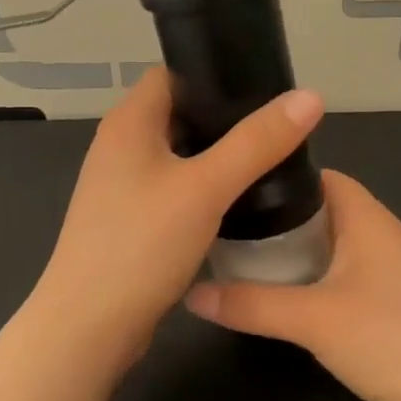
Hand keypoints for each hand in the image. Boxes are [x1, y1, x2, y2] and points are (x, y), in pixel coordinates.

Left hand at [29, 67, 324, 362]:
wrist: (89, 328)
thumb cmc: (141, 245)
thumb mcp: (206, 188)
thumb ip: (257, 142)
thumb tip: (310, 97)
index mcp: (129, 122)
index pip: (174, 73)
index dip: (216, 72)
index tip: (263, 84)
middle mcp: (120, 146)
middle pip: (180, 113)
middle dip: (225, 117)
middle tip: (276, 125)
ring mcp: (121, 185)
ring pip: (179, 154)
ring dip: (216, 155)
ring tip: (266, 158)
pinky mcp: (129, 220)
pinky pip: (174, 188)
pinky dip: (203, 187)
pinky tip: (236, 200)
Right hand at [184, 170, 400, 400]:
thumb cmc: (390, 340)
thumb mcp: (312, 319)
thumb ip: (251, 304)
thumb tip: (192, 293)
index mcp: (367, 218)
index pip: (320, 176)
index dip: (280, 176)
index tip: (236, 188)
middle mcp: (380, 235)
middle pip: (321, 211)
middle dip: (277, 219)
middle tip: (228, 230)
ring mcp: (388, 271)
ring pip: (331, 247)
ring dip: (294, 254)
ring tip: (244, 262)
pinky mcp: (390, 305)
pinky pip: (342, 278)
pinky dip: (313, 281)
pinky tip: (284, 300)